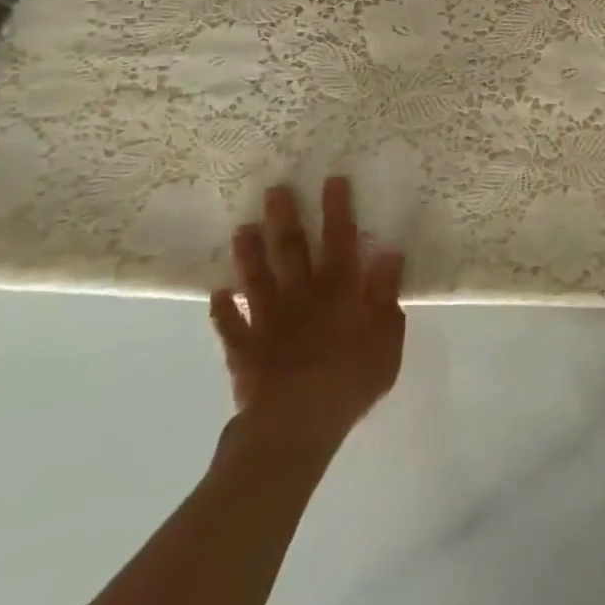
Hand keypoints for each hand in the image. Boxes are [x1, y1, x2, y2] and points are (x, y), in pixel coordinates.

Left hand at [210, 177, 405, 451]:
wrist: (297, 423)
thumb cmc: (353, 377)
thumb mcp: (388, 335)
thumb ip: (385, 293)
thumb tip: (389, 253)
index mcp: (340, 291)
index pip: (340, 240)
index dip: (337, 210)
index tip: (331, 180)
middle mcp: (302, 296)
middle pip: (292, 251)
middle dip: (285, 218)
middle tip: (275, 189)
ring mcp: (268, 322)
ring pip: (257, 280)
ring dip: (249, 254)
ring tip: (241, 228)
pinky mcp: (245, 351)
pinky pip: (231, 327)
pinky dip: (222, 310)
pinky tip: (215, 294)